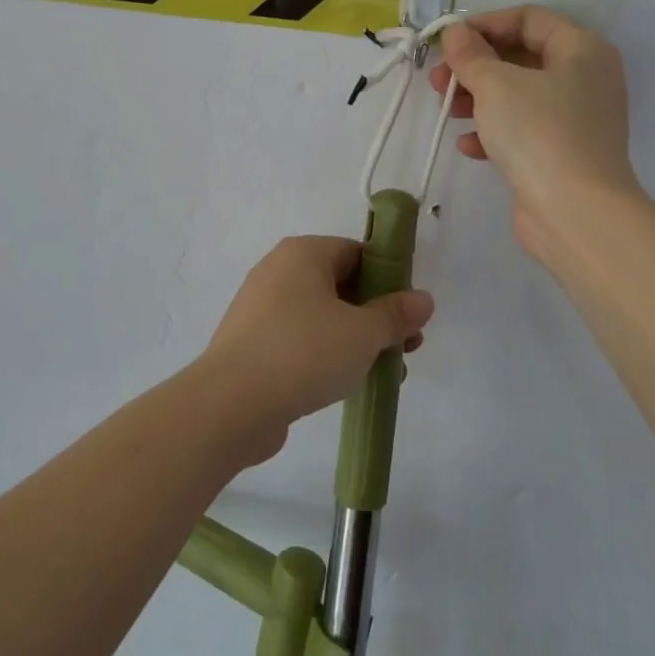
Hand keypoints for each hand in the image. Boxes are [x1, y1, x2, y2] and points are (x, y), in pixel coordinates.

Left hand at [195, 237, 434, 463]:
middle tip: (406, 347)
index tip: (409, 312)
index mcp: (303, 253)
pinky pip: (299, 339)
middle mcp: (278, 271)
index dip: (389, 278)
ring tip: (385, 372)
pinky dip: (325, 354)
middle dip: (376, 315)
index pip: (356, 252)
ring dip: (355, 339)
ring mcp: (261, 308)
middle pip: (340, 284)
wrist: (231, 403)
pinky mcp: (252, 343)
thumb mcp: (362, 333)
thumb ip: (395, 315)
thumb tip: (423, 299)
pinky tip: (346, 383)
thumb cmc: (304, 352)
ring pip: (321, 316)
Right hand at [430, 6, 644, 266]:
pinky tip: (468, 146)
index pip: (528, 18)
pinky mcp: (563, 151)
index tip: (447, 42)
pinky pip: (523, 128)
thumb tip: (455, 33)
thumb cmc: (538, 132)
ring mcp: (576, 117)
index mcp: (581, 49)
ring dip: (478, 98)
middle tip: (439, 80)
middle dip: (475, 66)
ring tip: (446, 111)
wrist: (576, 212)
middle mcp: (585, 77)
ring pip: (518, 94)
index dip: (484, 24)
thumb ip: (471, 54)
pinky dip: (494, 130)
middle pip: (521, 56)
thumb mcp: (496, 84)